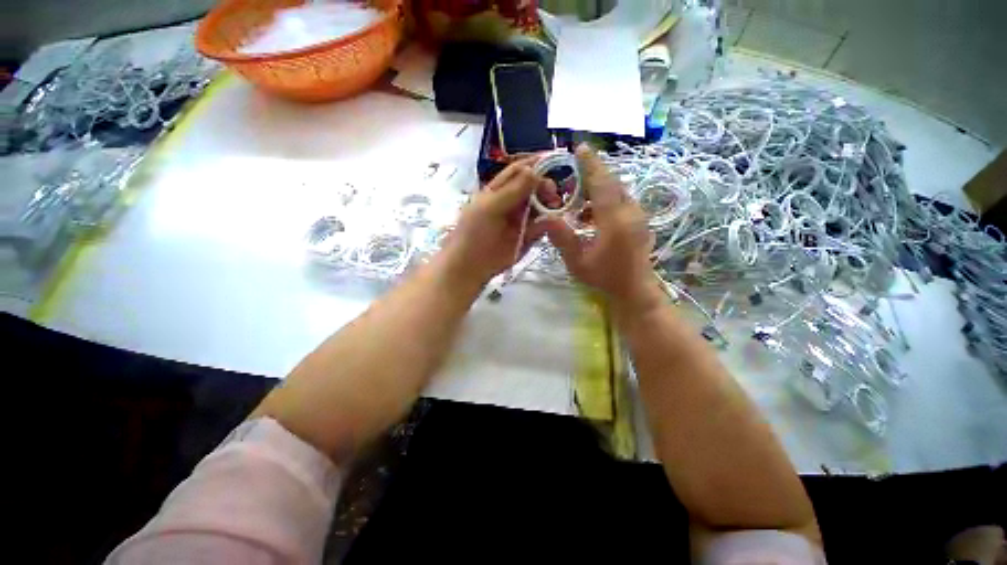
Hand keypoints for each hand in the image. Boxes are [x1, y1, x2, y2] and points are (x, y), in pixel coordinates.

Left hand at [440, 160, 557, 286]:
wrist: (470, 267)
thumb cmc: (474, 234)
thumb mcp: (489, 208)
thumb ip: (512, 190)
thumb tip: (535, 170)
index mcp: (498, 190)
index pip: (519, 170)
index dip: (536, 163)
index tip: (555, 160)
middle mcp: (512, 202)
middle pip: (533, 187)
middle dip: (546, 186)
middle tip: (554, 193)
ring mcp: (520, 219)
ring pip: (540, 206)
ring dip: (549, 204)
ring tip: (555, 206)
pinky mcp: (527, 236)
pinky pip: (541, 226)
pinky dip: (548, 223)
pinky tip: (552, 222)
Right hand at [542, 145, 660, 314]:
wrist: (634, 290)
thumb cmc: (605, 278)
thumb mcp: (577, 261)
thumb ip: (562, 238)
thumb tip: (545, 218)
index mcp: (615, 220)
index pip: (602, 184)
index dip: (590, 165)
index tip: (580, 148)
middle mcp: (630, 212)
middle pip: (610, 183)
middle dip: (590, 176)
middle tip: (569, 181)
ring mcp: (637, 216)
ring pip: (616, 191)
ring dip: (596, 189)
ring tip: (576, 200)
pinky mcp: (638, 221)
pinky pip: (620, 201)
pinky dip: (603, 201)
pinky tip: (589, 214)